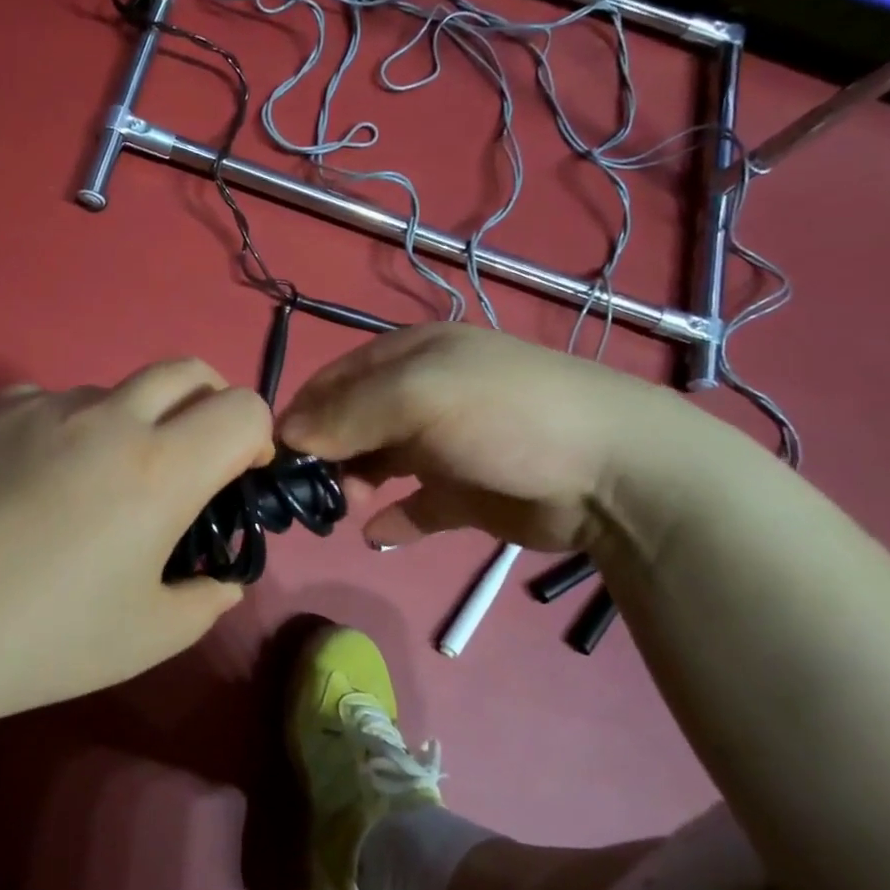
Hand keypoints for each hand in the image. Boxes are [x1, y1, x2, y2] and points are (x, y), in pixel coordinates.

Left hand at [0, 359, 271, 727]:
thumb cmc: (47, 638)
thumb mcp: (151, 636)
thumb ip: (207, 598)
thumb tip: (221, 576)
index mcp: (162, 468)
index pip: (243, 408)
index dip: (255, 437)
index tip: (236, 477)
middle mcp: (110, 418)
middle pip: (187, 372)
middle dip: (208, 405)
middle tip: (187, 460)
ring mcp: (46, 406)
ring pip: (116, 390)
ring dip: (131, 422)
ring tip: (94, 484)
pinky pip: (53, 401)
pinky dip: (67, 428)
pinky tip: (35, 480)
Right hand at [278, 324, 704, 551]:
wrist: (613, 472)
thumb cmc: (505, 415)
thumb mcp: (420, 396)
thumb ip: (348, 414)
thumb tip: (285, 436)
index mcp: (409, 357)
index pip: (334, 381)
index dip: (302, 414)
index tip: (275, 457)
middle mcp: (421, 396)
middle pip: (351, 424)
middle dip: (325, 455)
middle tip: (310, 491)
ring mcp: (444, 445)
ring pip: (377, 464)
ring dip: (354, 485)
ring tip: (346, 508)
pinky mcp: (465, 492)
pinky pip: (415, 506)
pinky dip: (393, 518)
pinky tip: (379, 533)